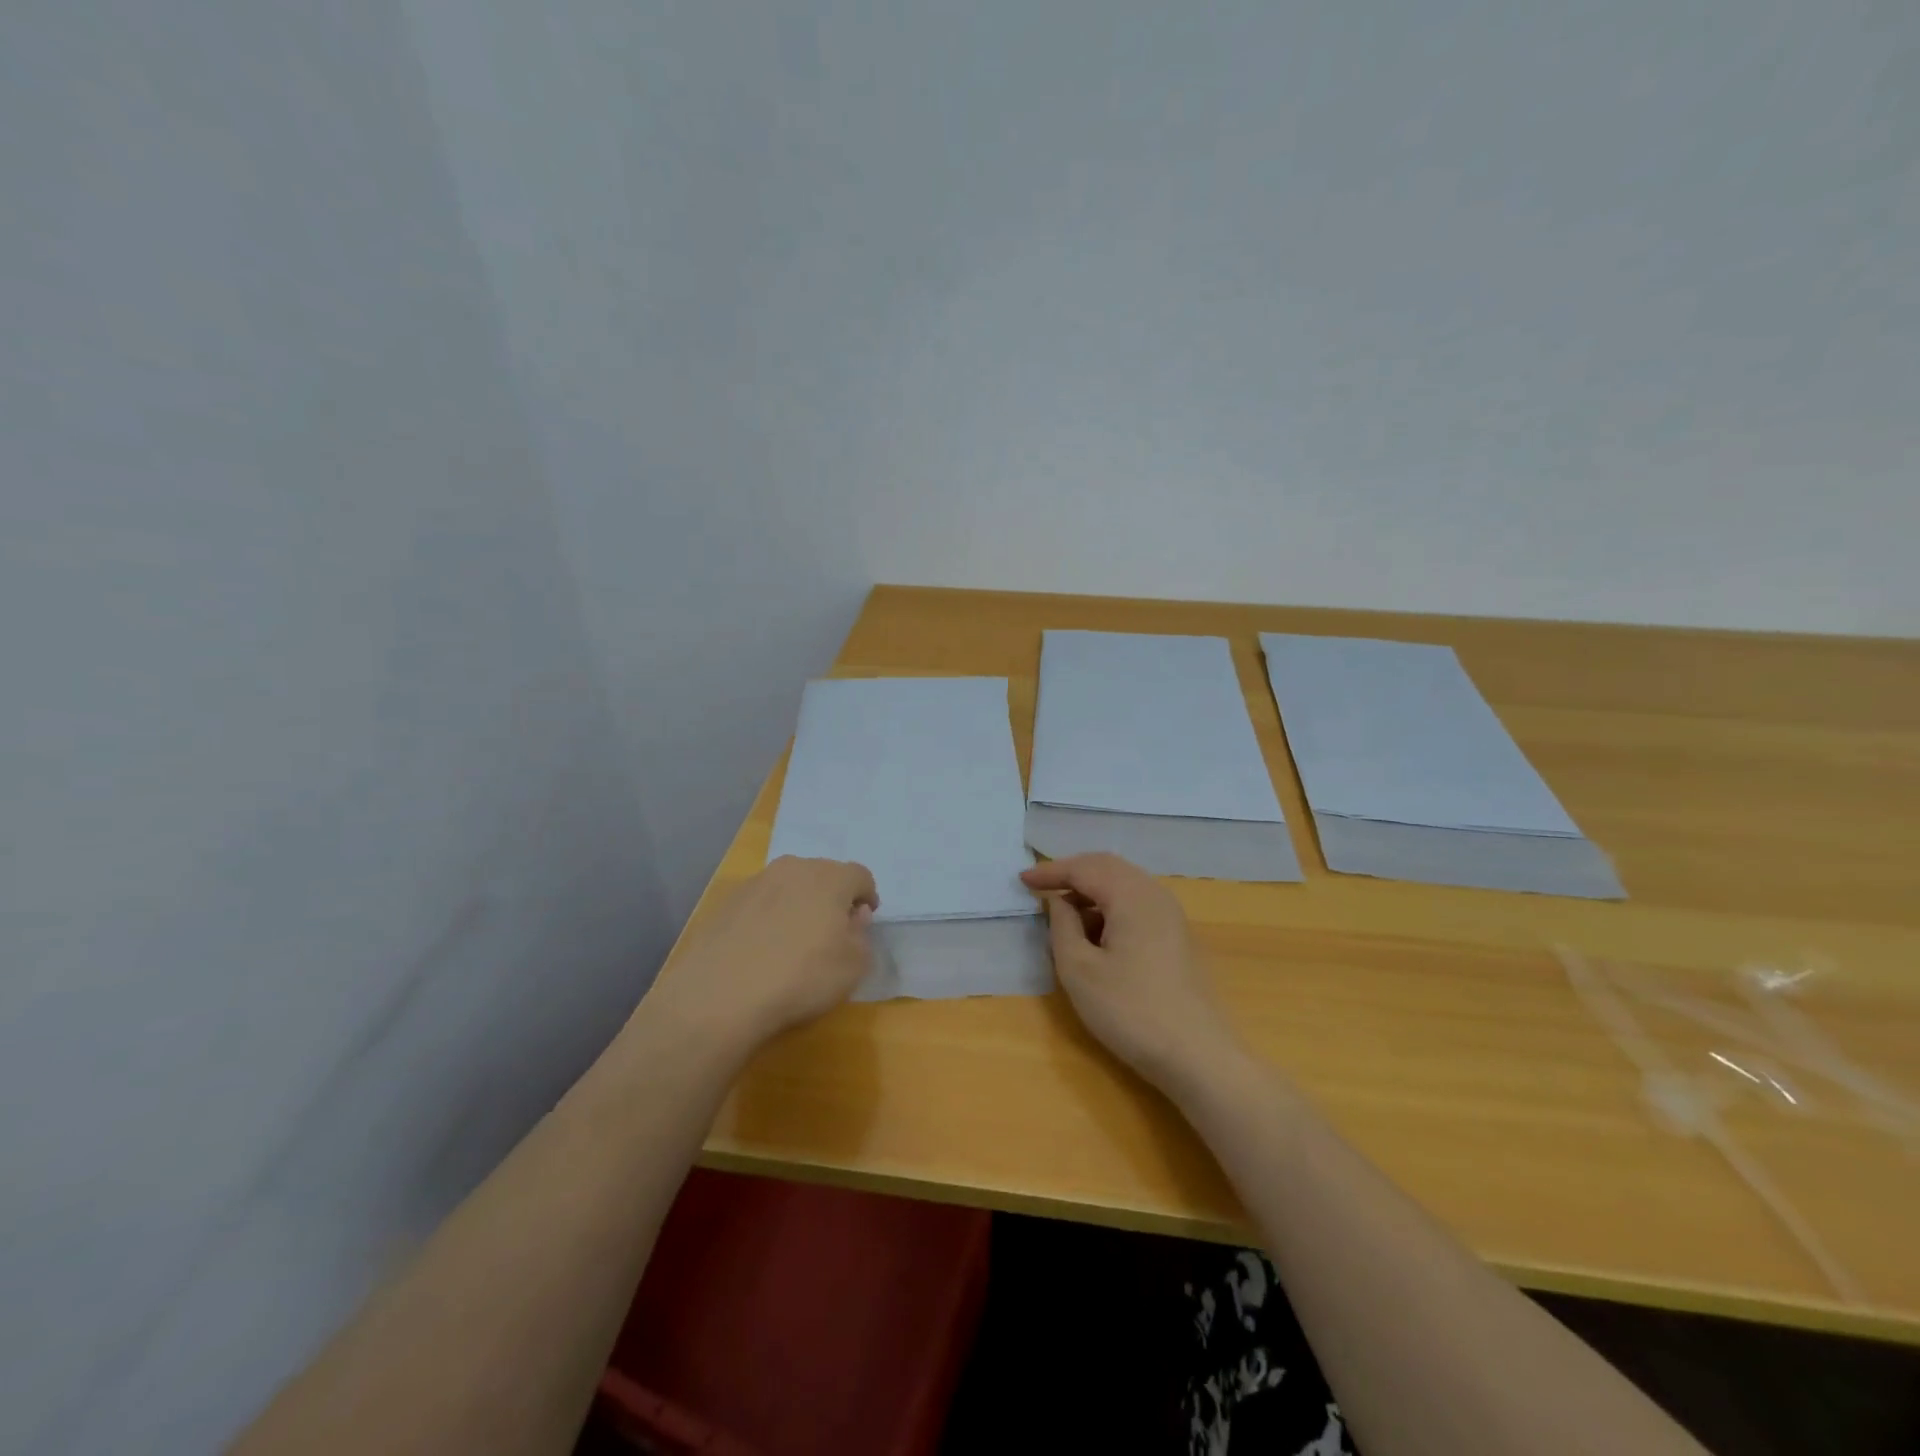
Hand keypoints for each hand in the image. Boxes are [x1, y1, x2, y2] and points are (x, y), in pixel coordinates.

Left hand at [649, 855, 878, 1053]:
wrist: (721, 995)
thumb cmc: (802, 977)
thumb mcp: (853, 967)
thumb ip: (862, 936)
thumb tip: (854, 917)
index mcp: (830, 877)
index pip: (860, 876)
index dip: (867, 897)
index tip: (863, 921)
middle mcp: (794, 868)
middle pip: (823, 875)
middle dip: (832, 897)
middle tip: (831, 930)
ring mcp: (756, 882)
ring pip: (789, 886)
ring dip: (798, 904)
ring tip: (794, 940)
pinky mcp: (727, 902)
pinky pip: (760, 903)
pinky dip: (768, 917)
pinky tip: (762, 949)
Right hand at [1021, 853, 1240, 1093]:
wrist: (1197, 1056)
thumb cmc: (1130, 1011)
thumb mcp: (1079, 970)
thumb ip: (1062, 926)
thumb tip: (1060, 902)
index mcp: (1131, 895)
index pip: (1084, 868)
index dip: (1050, 872)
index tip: (1021, 881)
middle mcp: (1155, 894)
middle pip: (1108, 867)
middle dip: (1072, 873)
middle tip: (1042, 887)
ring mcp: (1171, 915)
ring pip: (1124, 884)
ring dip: (1091, 890)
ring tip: (1063, 912)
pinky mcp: (1176, 937)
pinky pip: (1136, 903)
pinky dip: (1110, 906)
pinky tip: (1095, 932)